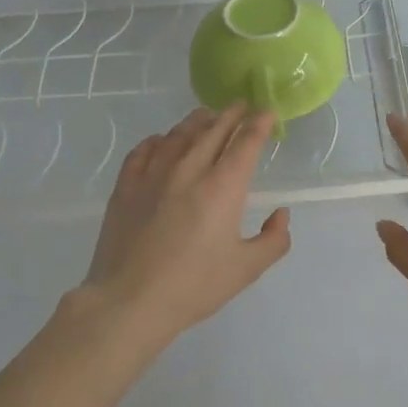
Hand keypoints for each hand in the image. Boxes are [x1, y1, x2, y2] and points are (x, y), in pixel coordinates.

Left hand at [79, 104, 291, 343]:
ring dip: (197, 121)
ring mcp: (153, 175)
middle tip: (241, 105)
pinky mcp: (126, 186)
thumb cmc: (194, 286)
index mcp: (223, 187)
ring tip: (205, 115)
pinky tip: (162, 141)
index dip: (259, 124)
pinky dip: (159, 140)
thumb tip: (281, 214)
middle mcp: (189, 170)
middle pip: (213, 130)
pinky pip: (144, 150)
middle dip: (231, 115)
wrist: (130, 300)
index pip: (246, 142)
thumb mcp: (246, 269)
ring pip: (178, 135)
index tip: (267, 112)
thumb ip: (273, 239)